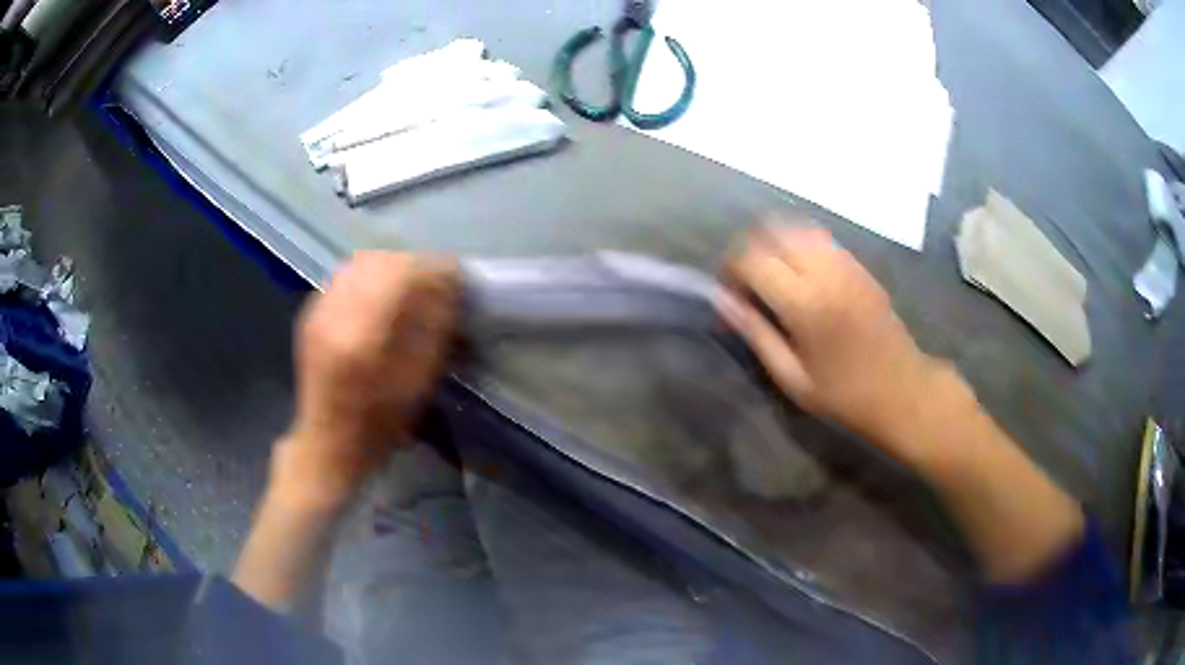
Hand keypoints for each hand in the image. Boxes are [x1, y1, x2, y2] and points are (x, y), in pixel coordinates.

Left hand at [276, 252, 460, 507]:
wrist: (327, 443)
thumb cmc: (378, 425)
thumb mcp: (417, 385)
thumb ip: (434, 331)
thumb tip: (450, 288)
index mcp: (364, 337)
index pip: (402, 276)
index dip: (434, 270)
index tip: (457, 278)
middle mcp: (336, 313)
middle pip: (380, 260)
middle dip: (414, 264)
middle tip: (436, 281)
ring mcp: (319, 309)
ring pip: (360, 262)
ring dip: (392, 266)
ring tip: (411, 285)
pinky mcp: (312, 312)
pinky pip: (346, 275)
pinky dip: (371, 275)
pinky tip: (382, 293)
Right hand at [719, 223, 949, 463]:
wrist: (903, 390)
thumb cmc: (845, 395)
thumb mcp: (792, 378)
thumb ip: (756, 333)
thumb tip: (722, 300)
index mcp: (806, 304)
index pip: (753, 260)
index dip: (732, 269)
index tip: (730, 292)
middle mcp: (825, 272)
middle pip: (773, 231)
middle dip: (750, 249)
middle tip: (747, 280)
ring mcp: (846, 264)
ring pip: (798, 227)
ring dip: (776, 242)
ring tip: (772, 273)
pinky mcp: (860, 265)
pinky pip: (821, 237)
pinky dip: (800, 244)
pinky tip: (801, 272)